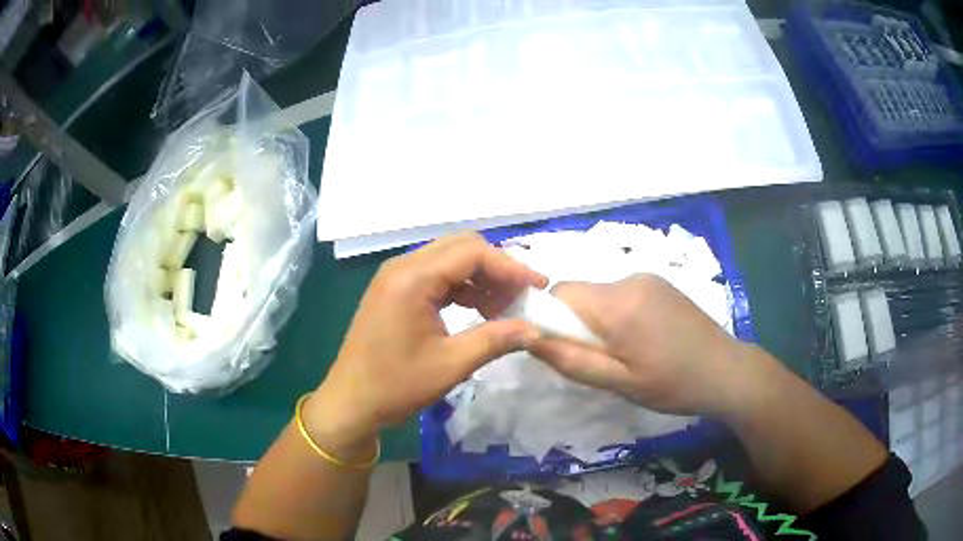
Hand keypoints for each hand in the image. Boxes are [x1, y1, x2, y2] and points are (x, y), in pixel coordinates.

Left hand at [306, 233, 546, 444]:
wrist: (351, 402)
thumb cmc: (396, 386)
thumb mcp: (451, 365)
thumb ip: (495, 340)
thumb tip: (535, 329)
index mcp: (413, 278)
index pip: (472, 252)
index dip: (510, 266)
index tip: (538, 286)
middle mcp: (403, 266)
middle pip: (461, 247)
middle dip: (497, 268)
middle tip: (522, 296)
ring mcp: (396, 276)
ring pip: (450, 260)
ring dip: (481, 278)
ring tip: (505, 307)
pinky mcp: (395, 290)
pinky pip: (437, 276)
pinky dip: (462, 288)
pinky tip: (480, 310)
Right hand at [528, 274, 749, 415]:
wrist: (727, 372)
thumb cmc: (672, 384)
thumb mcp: (618, 382)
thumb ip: (571, 360)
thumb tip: (529, 339)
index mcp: (617, 304)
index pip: (560, 293)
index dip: (551, 319)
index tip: (565, 349)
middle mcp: (629, 279)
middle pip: (582, 294)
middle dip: (578, 323)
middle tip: (601, 359)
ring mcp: (649, 278)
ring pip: (602, 295)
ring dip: (600, 320)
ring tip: (627, 353)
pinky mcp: (661, 283)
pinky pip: (623, 293)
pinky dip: (619, 314)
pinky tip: (644, 339)